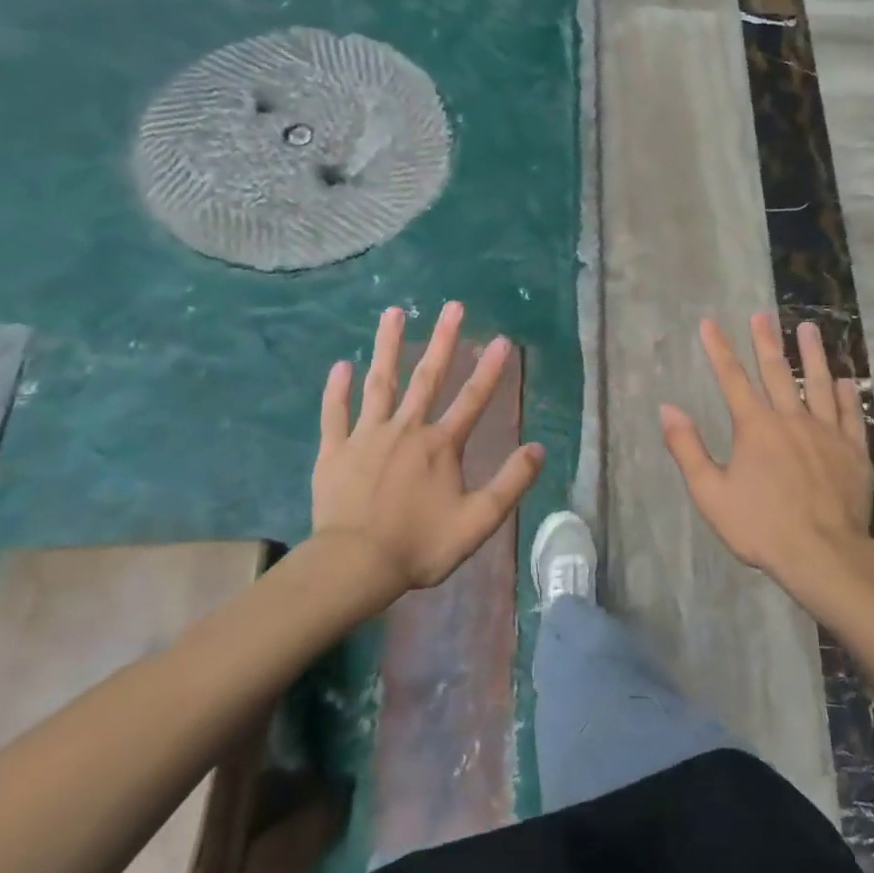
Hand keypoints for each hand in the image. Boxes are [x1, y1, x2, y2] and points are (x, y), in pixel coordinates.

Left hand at [312, 302, 542, 595]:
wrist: (354, 566)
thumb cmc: (420, 545)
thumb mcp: (478, 521)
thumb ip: (511, 483)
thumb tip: (538, 448)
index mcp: (441, 445)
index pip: (472, 399)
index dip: (490, 370)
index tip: (502, 340)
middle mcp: (406, 430)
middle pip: (427, 377)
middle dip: (442, 340)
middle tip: (452, 306)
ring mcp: (366, 437)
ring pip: (379, 383)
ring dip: (387, 347)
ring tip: (392, 312)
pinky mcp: (335, 452)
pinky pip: (335, 414)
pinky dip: (337, 390)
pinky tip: (341, 365)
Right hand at [659, 314, 873, 597]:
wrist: (822, 553)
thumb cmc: (761, 526)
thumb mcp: (711, 493)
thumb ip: (688, 449)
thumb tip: (667, 409)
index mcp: (755, 427)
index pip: (732, 379)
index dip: (719, 349)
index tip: (710, 324)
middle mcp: (791, 419)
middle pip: (776, 372)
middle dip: (765, 341)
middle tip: (762, 314)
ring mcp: (826, 432)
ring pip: (818, 383)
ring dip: (812, 354)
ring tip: (808, 329)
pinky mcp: (853, 450)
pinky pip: (850, 414)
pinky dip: (846, 394)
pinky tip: (846, 379)